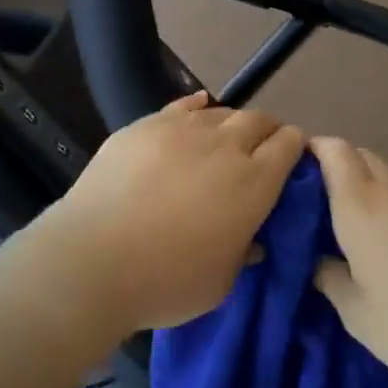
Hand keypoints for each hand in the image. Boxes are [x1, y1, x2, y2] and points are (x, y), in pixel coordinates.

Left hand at [27, 92, 306, 337]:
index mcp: (255, 182)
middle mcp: (226, 146)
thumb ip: (243, 253)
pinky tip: (196, 112)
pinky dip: (196, 108)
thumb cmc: (166, 281)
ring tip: (222, 142)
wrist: (92, 261)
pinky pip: (182, 105)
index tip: (291, 160)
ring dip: (230, 124)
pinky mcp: (145, 126)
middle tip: (259, 152)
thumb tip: (251, 240)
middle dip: (267, 131)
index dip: (295, 148)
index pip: (289, 145)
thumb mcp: (221, 282)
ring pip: (221, 112)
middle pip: (259, 120)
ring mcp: (183, 129)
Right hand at [312, 137, 387, 385]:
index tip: (301, 168)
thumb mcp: (358, 315)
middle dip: (341, 167)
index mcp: (359, 205)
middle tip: (328, 202)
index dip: (315, 150)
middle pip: (362, 156)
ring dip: (376, 185)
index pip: (334, 152)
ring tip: (372, 222)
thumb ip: (330, 280)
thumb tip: (318, 260)